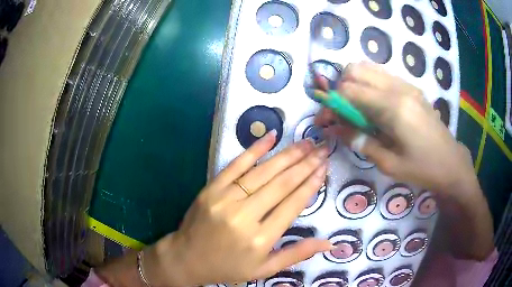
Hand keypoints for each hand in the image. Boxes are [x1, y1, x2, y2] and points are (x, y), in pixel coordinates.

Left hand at [143, 131, 330, 285]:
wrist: (187, 258)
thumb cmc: (228, 267)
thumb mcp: (265, 269)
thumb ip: (297, 254)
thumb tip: (330, 242)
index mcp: (260, 239)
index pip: (293, 204)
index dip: (311, 183)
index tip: (324, 167)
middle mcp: (245, 216)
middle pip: (282, 184)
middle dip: (306, 164)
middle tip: (322, 149)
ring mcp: (225, 199)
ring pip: (264, 171)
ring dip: (288, 155)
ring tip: (307, 143)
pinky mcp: (211, 188)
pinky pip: (236, 164)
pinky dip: (255, 149)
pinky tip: (272, 137)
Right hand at [316, 62, 475, 194]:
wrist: (451, 162)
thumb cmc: (422, 168)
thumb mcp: (388, 163)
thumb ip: (359, 141)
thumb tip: (334, 129)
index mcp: (393, 107)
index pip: (349, 90)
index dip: (331, 103)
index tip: (325, 121)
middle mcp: (398, 87)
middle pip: (355, 69)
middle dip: (340, 88)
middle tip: (341, 112)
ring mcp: (406, 84)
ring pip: (368, 68)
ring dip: (354, 84)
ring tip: (355, 108)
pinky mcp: (411, 87)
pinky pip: (381, 75)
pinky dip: (368, 84)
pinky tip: (373, 106)